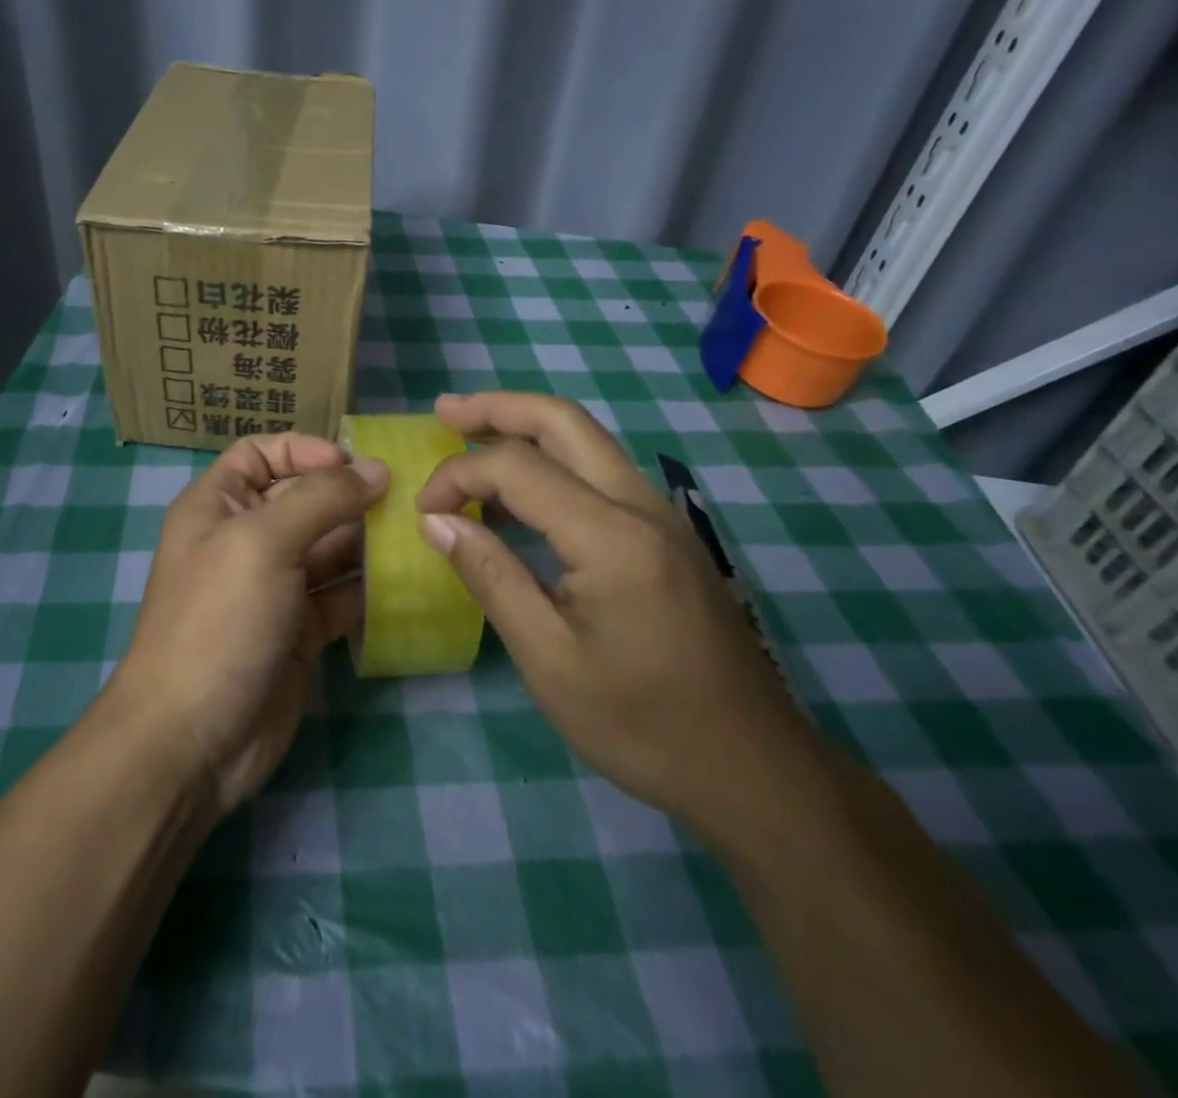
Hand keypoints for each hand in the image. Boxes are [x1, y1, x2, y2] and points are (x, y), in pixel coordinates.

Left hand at [106, 433, 388, 816]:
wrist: (192, 740)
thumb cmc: (219, 620)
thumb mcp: (264, 542)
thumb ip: (322, 498)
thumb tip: (377, 468)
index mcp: (219, 505)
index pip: (260, 454)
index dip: (303, 449)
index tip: (352, 463)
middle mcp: (246, 539)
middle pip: (304, 499)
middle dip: (351, 495)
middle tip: (409, 498)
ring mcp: (275, 587)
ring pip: (330, 548)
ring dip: (369, 541)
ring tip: (418, 534)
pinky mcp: (301, 632)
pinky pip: (342, 596)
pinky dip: (371, 589)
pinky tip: (409, 581)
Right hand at [415, 392, 816, 834]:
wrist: (753, 770)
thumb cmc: (641, 724)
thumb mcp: (548, 660)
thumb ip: (491, 576)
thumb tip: (436, 521)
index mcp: (611, 536)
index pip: (517, 467)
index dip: (458, 475)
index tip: (424, 512)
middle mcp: (641, 506)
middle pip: (563, 422)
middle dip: (497, 408)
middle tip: (443, 410)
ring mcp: (661, 516)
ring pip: (587, 440)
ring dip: (526, 427)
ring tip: (470, 432)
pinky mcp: (667, 535)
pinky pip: (601, 473)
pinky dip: (552, 460)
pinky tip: (520, 490)